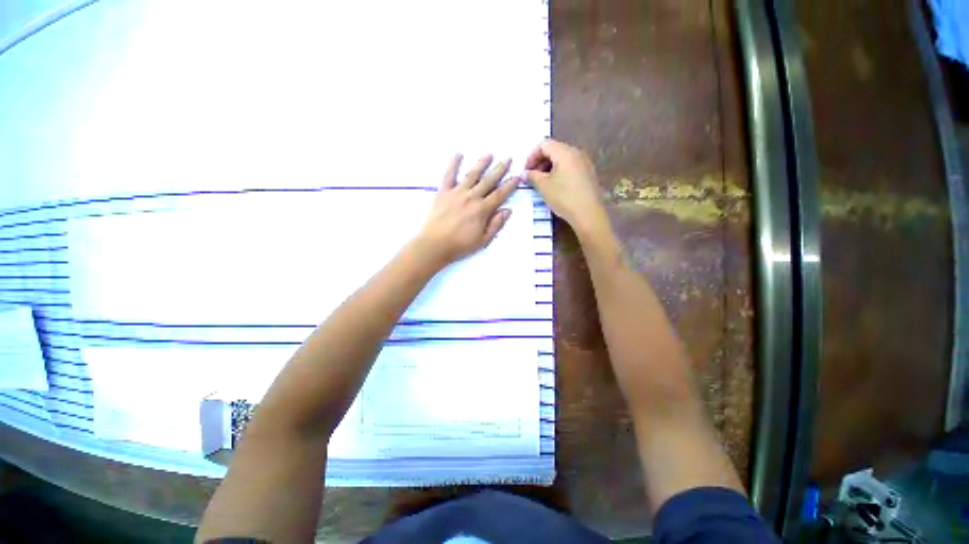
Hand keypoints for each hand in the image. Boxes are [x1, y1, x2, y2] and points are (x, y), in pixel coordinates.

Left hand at [414, 154, 519, 267]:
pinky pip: (449, 175)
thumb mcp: (483, 240)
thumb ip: (496, 224)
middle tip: (508, 158)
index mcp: (482, 210)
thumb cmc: (460, 245)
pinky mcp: (443, 192)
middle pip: (489, 181)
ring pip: (472, 174)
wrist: (434, 244)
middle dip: (500, 169)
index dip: (510, 185)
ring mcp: (457, 192)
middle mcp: (472, 197)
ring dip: (482, 163)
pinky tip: (458, 154)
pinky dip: (453, 164)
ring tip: (489, 154)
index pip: (500, 194)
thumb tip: (508, 210)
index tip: (518, 176)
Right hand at [525, 140, 607, 234]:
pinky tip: (555, 187)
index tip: (526, 171)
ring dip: (548, 168)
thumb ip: (532, 176)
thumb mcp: (543, 187)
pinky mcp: (588, 174)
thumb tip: (525, 174)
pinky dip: (559, 172)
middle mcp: (576, 153)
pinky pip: (570, 167)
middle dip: (540, 162)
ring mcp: (584, 163)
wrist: (588, 214)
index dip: (531, 156)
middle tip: (532, 177)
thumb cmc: (564, 197)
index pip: (544, 144)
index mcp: (565, 152)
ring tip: (542, 183)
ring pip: (562, 159)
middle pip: (554, 150)